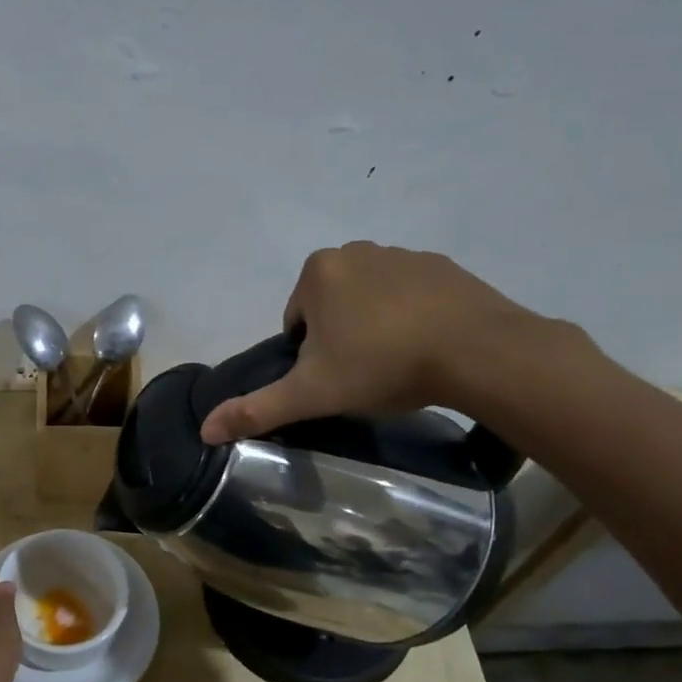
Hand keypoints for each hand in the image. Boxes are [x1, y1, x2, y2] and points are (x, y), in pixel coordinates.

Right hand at [199, 242, 562, 442]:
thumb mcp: (311, 394)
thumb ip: (256, 409)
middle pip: (332, 306)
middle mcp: (357, 250)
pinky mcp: (445, 266)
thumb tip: (204, 430)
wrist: (477, 352)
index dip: (309, 356)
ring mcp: (404, 254)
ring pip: (371, 299)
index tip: (335, 378)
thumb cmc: (381, 365)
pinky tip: (428, 347)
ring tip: (398, 364)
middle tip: (364, 374)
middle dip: (340, 338)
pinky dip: (412, 317)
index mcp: (319, 272)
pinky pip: (412, 295)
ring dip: (375, 327)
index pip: (296, 321)